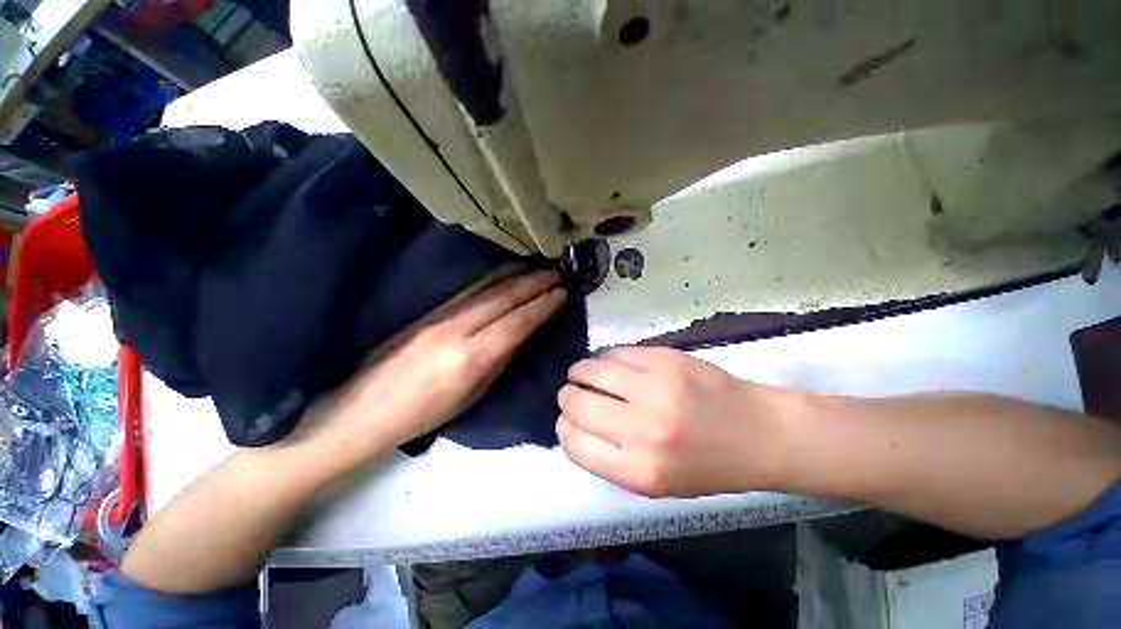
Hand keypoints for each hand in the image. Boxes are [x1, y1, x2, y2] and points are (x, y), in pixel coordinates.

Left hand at [303, 270, 566, 463]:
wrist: (359, 411)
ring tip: (537, 267)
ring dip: (516, 275)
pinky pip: (468, 290)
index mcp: (470, 358)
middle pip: (504, 298)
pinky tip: (504, 273)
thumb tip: (520, 335)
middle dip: (534, 283)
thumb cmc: (421, 416)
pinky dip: (492, 278)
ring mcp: (439, 316)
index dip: (542, 306)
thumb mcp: (471, 397)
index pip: (517, 323)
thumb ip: (499, 362)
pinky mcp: (428, 310)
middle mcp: (456, 329)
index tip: (562, 292)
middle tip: (557, 273)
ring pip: (486, 288)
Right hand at [557, 347, 797, 496]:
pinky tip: (610, 364)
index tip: (567, 420)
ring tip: (582, 373)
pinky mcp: (666, 359)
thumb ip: (611, 459)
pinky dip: (606, 358)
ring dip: (579, 372)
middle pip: (578, 404)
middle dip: (567, 397)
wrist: (759, 434)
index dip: (564, 428)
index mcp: (640, 471)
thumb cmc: (707, 466)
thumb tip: (575, 426)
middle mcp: (643, 429)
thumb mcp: (656, 483)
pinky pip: (617, 353)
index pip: (575, 444)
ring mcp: (655, 388)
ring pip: (591, 371)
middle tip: (571, 393)